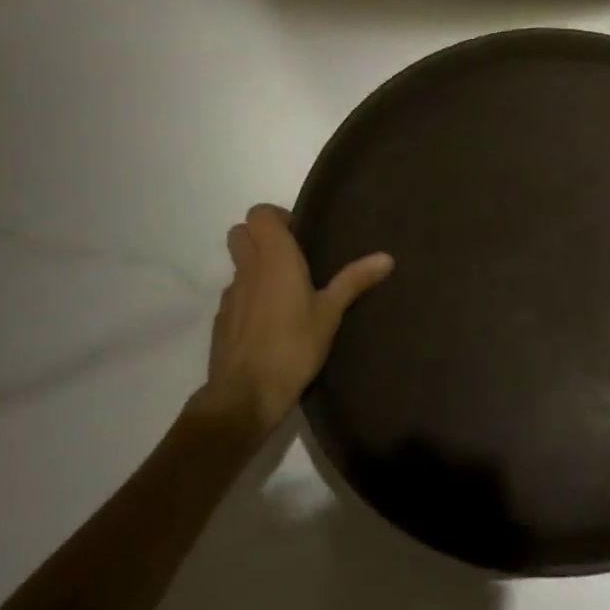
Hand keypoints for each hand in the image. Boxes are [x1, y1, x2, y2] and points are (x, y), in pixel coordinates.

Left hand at [193, 204, 393, 435]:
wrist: (244, 396)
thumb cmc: (293, 346)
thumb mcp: (331, 313)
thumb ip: (355, 281)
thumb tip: (387, 257)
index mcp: (274, 258)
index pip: (258, 214)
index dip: (276, 217)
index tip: (299, 235)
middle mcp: (248, 269)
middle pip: (239, 233)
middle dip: (261, 236)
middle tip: (291, 256)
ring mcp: (230, 295)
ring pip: (237, 264)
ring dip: (255, 267)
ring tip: (286, 291)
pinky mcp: (221, 321)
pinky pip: (235, 294)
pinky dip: (249, 296)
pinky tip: (271, 321)